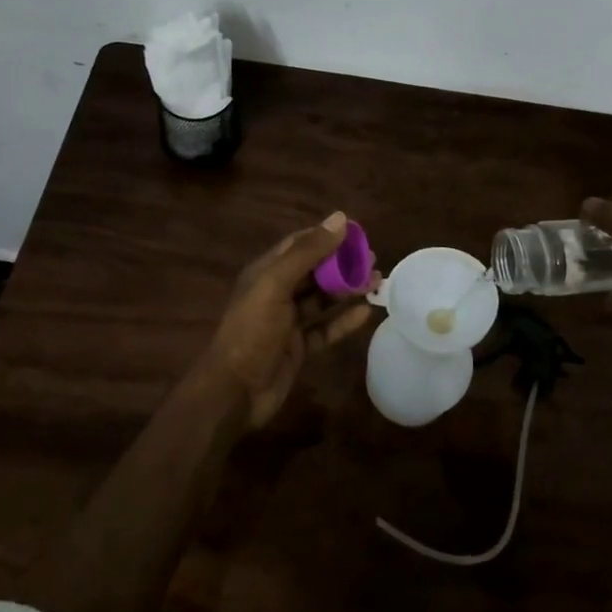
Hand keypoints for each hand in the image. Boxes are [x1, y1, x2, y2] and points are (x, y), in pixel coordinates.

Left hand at [207, 211, 378, 429]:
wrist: (234, 392)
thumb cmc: (252, 330)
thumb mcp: (276, 284)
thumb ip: (308, 252)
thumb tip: (340, 218)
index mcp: (266, 271)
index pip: (300, 244)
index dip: (327, 236)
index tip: (357, 233)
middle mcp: (278, 292)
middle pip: (315, 270)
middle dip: (343, 264)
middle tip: (373, 259)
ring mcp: (289, 321)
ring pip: (323, 299)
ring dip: (348, 290)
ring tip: (377, 282)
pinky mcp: (299, 347)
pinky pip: (326, 328)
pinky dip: (344, 320)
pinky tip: (365, 313)